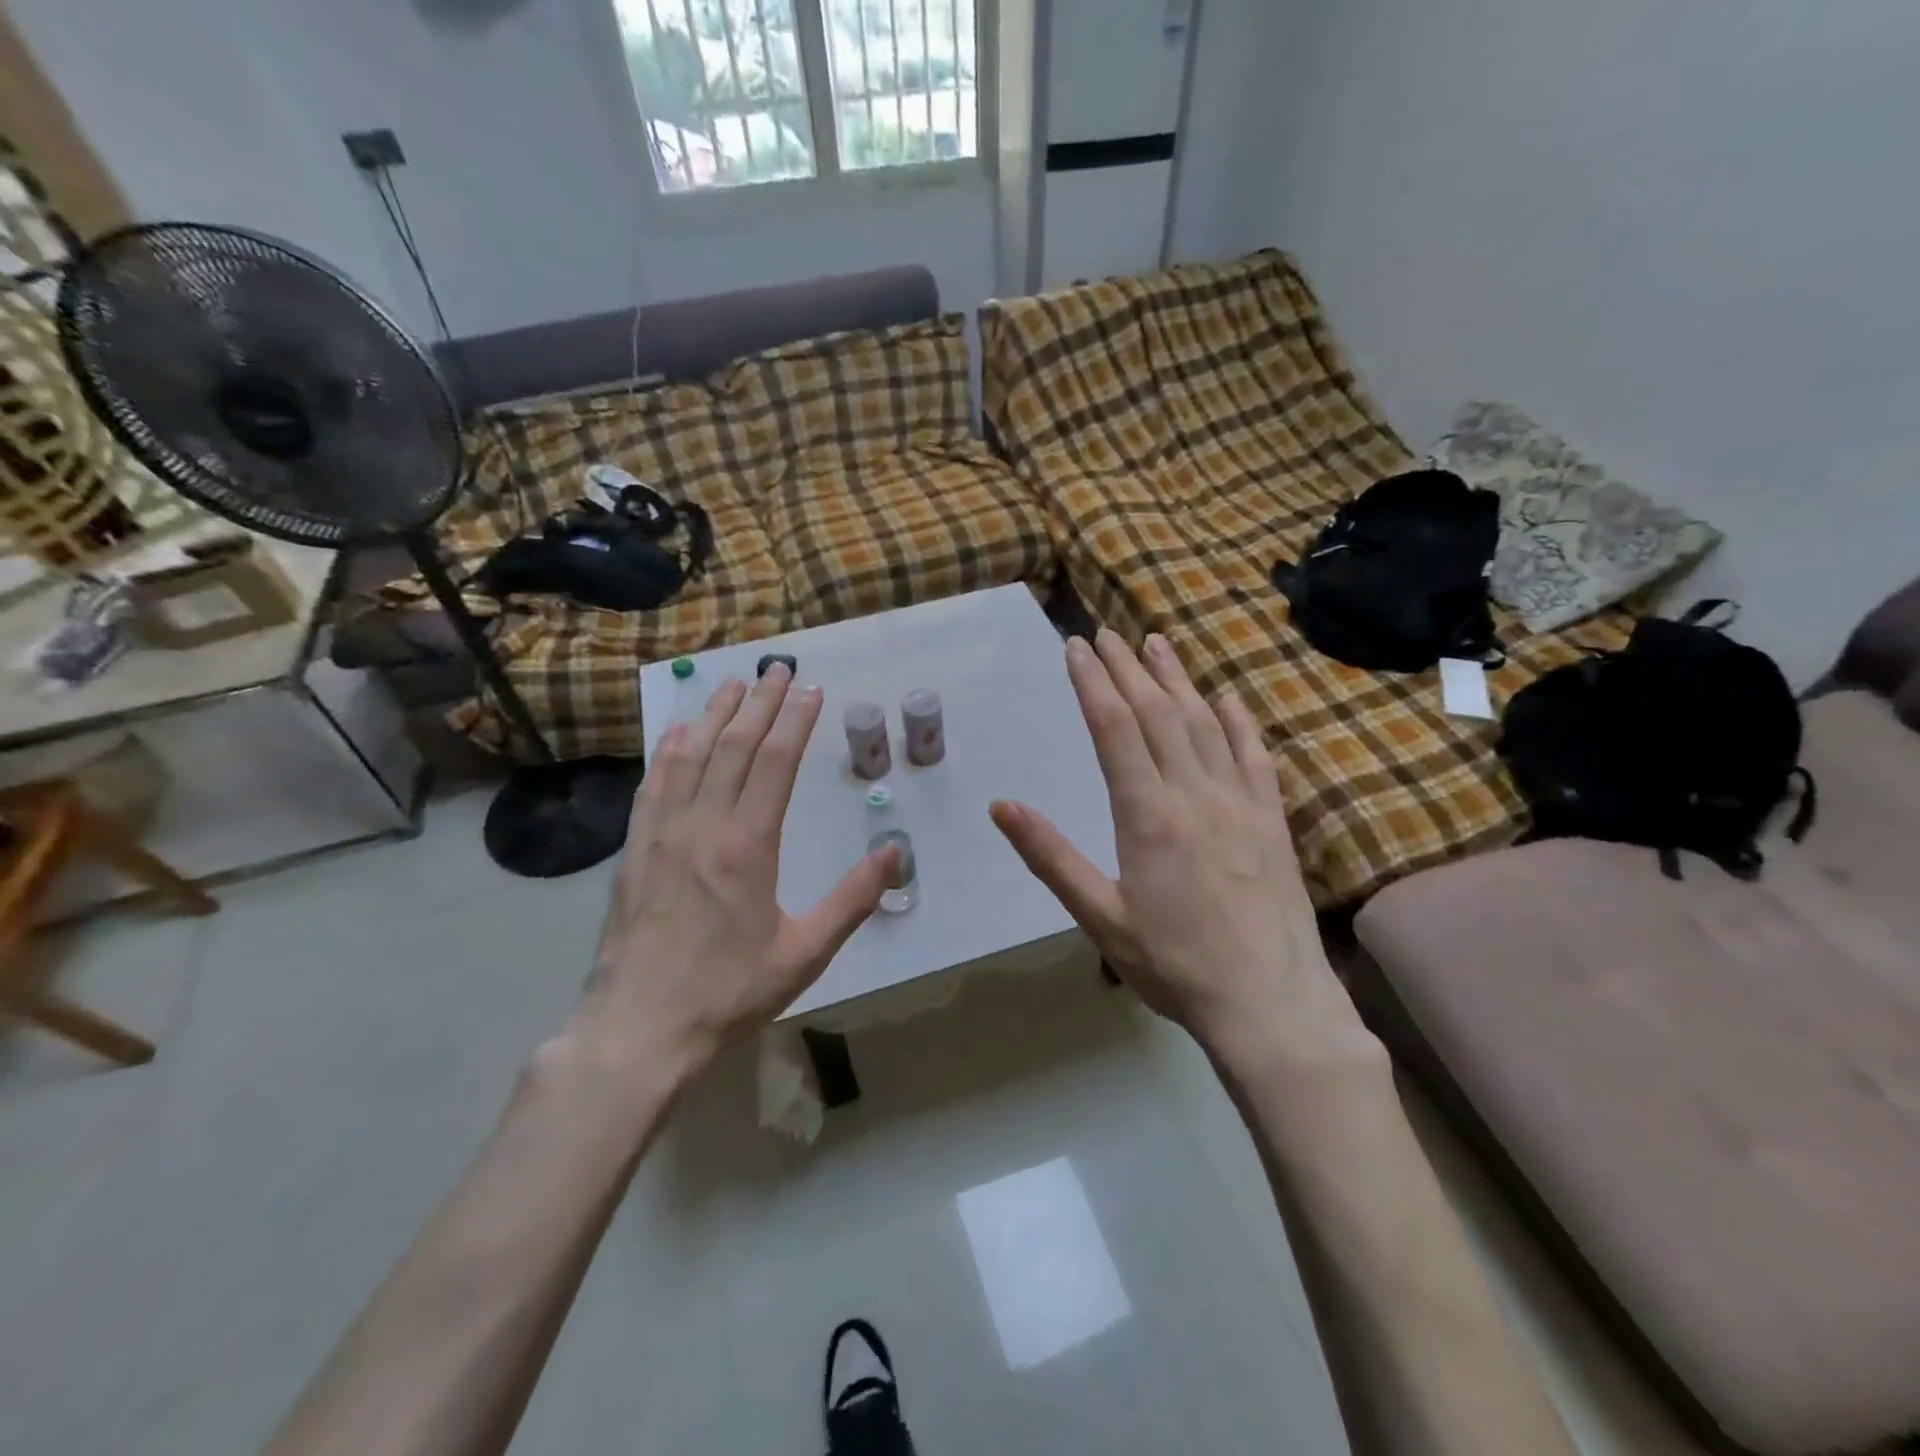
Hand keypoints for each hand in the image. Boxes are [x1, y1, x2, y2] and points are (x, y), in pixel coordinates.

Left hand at [581, 665, 894, 1084]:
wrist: (639, 1030)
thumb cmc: (729, 993)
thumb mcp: (805, 953)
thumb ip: (853, 899)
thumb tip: (894, 852)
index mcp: (747, 846)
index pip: (774, 764)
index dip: (794, 722)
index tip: (810, 691)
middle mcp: (703, 826)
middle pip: (734, 747)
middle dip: (759, 703)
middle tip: (777, 669)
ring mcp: (662, 834)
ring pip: (690, 756)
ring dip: (714, 715)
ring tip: (732, 684)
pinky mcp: (635, 850)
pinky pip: (653, 784)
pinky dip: (669, 750)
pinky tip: (678, 732)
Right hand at [991, 630, 1368, 1058]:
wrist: (1270, 1002)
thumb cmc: (1175, 965)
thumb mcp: (1100, 917)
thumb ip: (1051, 857)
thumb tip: (1002, 807)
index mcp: (1148, 814)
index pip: (1114, 728)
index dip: (1093, 683)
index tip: (1076, 647)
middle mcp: (1195, 793)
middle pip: (1157, 713)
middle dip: (1127, 669)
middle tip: (1107, 634)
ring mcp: (1240, 801)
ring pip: (1204, 723)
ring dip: (1177, 679)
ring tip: (1157, 644)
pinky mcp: (1271, 819)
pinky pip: (1254, 755)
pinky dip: (1237, 720)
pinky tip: (1225, 698)